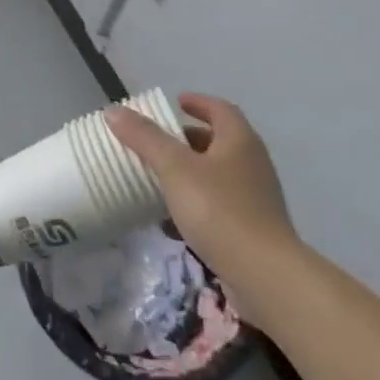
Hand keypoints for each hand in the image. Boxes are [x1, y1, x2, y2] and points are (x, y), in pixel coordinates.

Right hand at [106, 95, 299, 304]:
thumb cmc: (219, 209)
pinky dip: (197, 204)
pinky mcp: (254, 231)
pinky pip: (221, 206)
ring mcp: (257, 200)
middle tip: (161, 141)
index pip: (220, 109)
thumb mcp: (174, 168)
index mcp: (240, 141)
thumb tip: (114, 111)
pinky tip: (173, 221)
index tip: (177, 102)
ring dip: (191, 173)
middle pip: (220, 142)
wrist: (265, 276)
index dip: (198, 102)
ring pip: (219, 175)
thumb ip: (145, 138)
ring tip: (161, 178)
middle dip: (189, 139)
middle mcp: (253, 164)